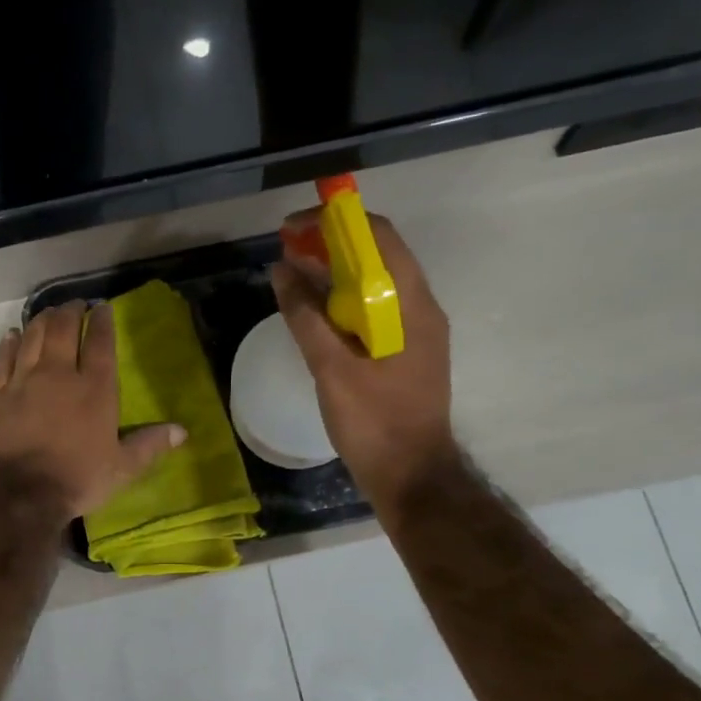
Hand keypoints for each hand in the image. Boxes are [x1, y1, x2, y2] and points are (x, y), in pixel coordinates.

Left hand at [0, 301, 185, 520]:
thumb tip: (182, 431)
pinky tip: (12, 335)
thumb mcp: (121, 468)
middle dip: (70, 311)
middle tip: (74, 305)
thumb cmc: (76, 479)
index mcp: (95, 389)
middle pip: (63, 329)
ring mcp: (24, 380)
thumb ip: (149, 445)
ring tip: (48, 313)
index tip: (102, 307)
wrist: (18, 494)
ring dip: (42, 320)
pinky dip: (9, 343)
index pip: (101, 342)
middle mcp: (59, 374)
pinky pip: (3, 359)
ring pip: (32, 337)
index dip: (102, 320)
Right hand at [269, 209, 455, 511]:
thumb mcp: (332, 369)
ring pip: (374, 283)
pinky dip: (341, 301)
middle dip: (330, 245)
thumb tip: (282, 271)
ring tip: (291, 274)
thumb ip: (305, 318)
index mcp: (411, 305)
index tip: (294, 228)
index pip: (380, 236)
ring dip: (334, 272)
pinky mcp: (403, 351)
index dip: (336, 222)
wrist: (412, 477)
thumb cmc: (375, 423)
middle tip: (286, 249)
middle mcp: (419, 309)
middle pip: (377, 256)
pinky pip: (372, 310)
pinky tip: (312, 311)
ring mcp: (413, 331)